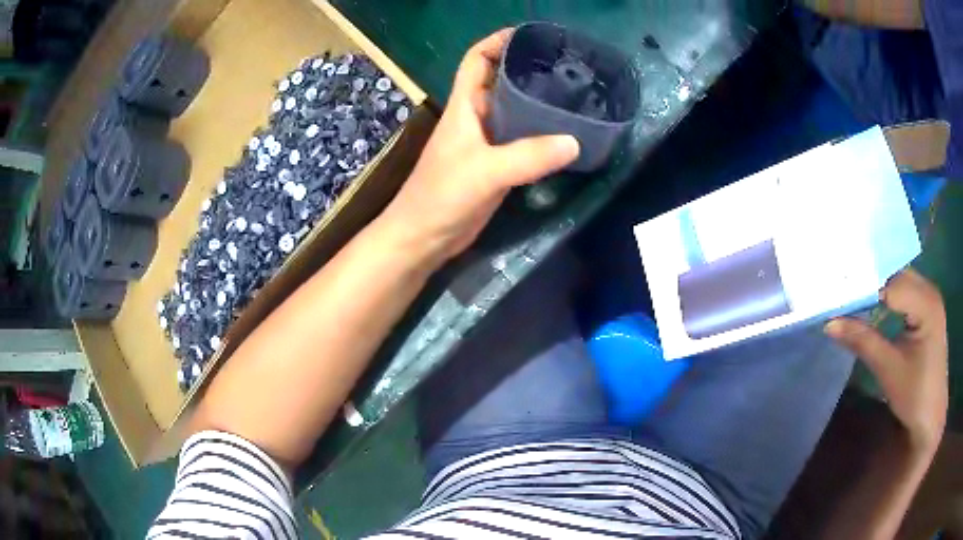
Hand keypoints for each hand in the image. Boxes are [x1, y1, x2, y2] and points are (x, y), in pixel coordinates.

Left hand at [381, 29, 579, 263]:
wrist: (424, 238)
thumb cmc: (441, 197)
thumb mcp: (483, 172)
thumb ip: (526, 156)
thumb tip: (574, 142)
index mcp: (464, 106)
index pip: (476, 60)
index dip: (497, 41)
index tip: (530, 36)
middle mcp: (476, 117)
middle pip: (502, 81)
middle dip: (529, 69)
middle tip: (570, 67)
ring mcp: (487, 142)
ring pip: (515, 112)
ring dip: (539, 102)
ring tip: (576, 95)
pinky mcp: (497, 165)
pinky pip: (522, 141)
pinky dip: (542, 134)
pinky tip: (566, 135)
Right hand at [826, 269, 947, 452]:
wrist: (930, 418)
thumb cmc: (914, 396)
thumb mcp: (888, 370)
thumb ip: (863, 341)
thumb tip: (830, 322)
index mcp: (927, 304)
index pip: (891, 284)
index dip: (866, 288)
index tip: (839, 296)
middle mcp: (931, 292)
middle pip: (897, 276)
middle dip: (871, 282)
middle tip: (843, 291)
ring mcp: (931, 299)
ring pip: (901, 281)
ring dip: (880, 287)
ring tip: (854, 297)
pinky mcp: (928, 310)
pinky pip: (906, 292)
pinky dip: (889, 296)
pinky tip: (876, 305)